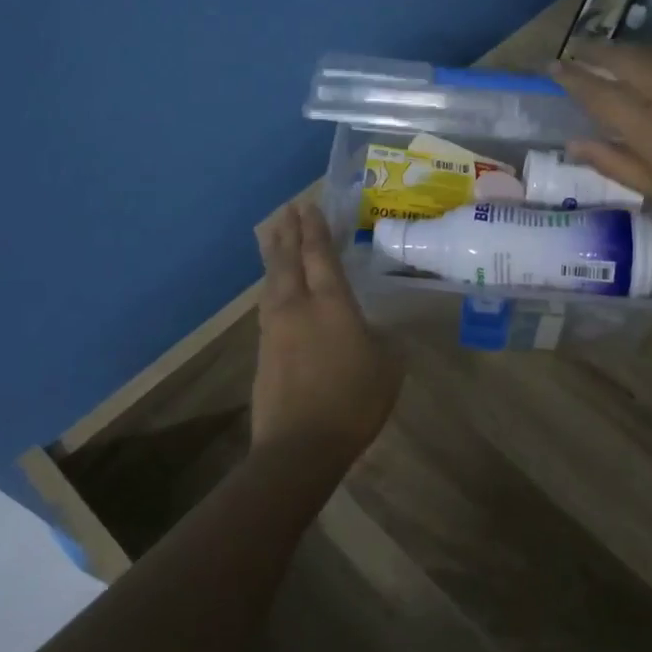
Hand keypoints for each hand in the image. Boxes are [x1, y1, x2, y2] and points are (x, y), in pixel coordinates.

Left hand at [252, 201, 402, 461]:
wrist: (299, 446)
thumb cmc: (353, 401)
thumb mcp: (388, 365)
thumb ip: (382, 339)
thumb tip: (374, 329)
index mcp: (331, 304)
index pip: (320, 255)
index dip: (315, 228)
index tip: (309, 205)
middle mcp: (297, 306)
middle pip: (288, 259)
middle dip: (289, 231)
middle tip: (288, 209)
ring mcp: (275, 328)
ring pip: (272, 280)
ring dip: (274, 255)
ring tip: (273, 236)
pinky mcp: (263, 350)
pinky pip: (267, 304)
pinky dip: (271, 285)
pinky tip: (273, 287)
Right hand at [550, 42, 651, 239]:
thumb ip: (613, 162)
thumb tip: (574, 143)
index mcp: (647, 124)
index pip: (598, 92)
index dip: (572, 77)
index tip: (553, 65)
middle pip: (625, 59)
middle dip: (597, 50)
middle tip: (579, 47)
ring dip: (631, 49)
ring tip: (617, 51)